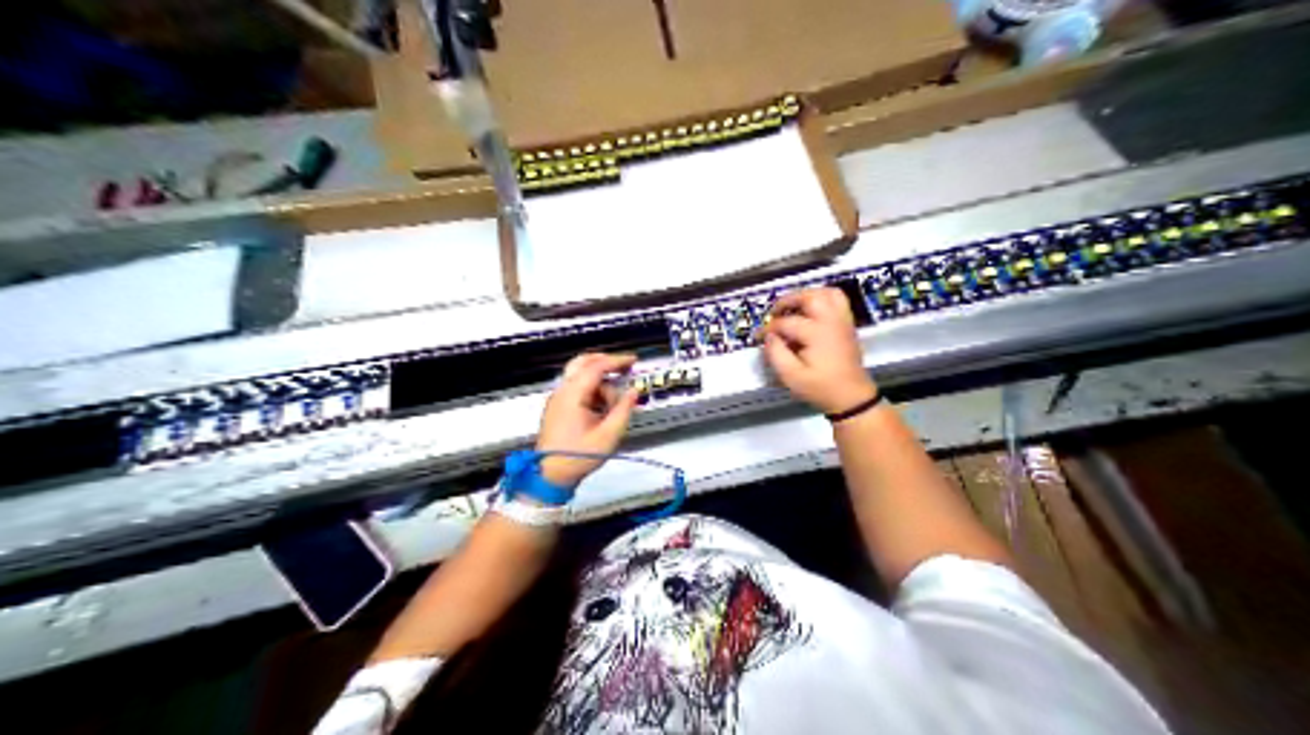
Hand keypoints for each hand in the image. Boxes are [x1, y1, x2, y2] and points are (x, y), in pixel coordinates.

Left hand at [536, 353, 641, 487]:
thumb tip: (633, 393)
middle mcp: (562, 392)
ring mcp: (558, 399)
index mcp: (573, 395)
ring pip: (580, 376)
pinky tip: (602, 409)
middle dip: (605, 363)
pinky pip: (577, 389)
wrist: (550, 474)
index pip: (596, 367)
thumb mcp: (608, 435)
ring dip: (600, 383)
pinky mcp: (558, 408)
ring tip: (613, 405)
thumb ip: (624, 410)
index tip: (632, 360)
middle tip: (624, 368)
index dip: (616, 361)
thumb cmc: (577, 457)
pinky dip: (592, 391)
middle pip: (583, 363)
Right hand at [765, 285, 872, 411]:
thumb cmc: (821, 388)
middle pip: (810, 297)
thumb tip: (769, 337)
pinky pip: (838, 300)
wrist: (851, 397)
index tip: (758, 337)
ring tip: (794, 306)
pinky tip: (810, 311)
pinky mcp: (848, 325)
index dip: (769, 328)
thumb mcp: (792, 377)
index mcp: (817, 333)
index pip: (786, 322)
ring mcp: (842, 321)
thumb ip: (776, 354)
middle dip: (788, 301)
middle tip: (775, 312)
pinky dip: (822, 299)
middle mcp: (831, 321)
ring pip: (827, 293)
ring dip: (807, 295)